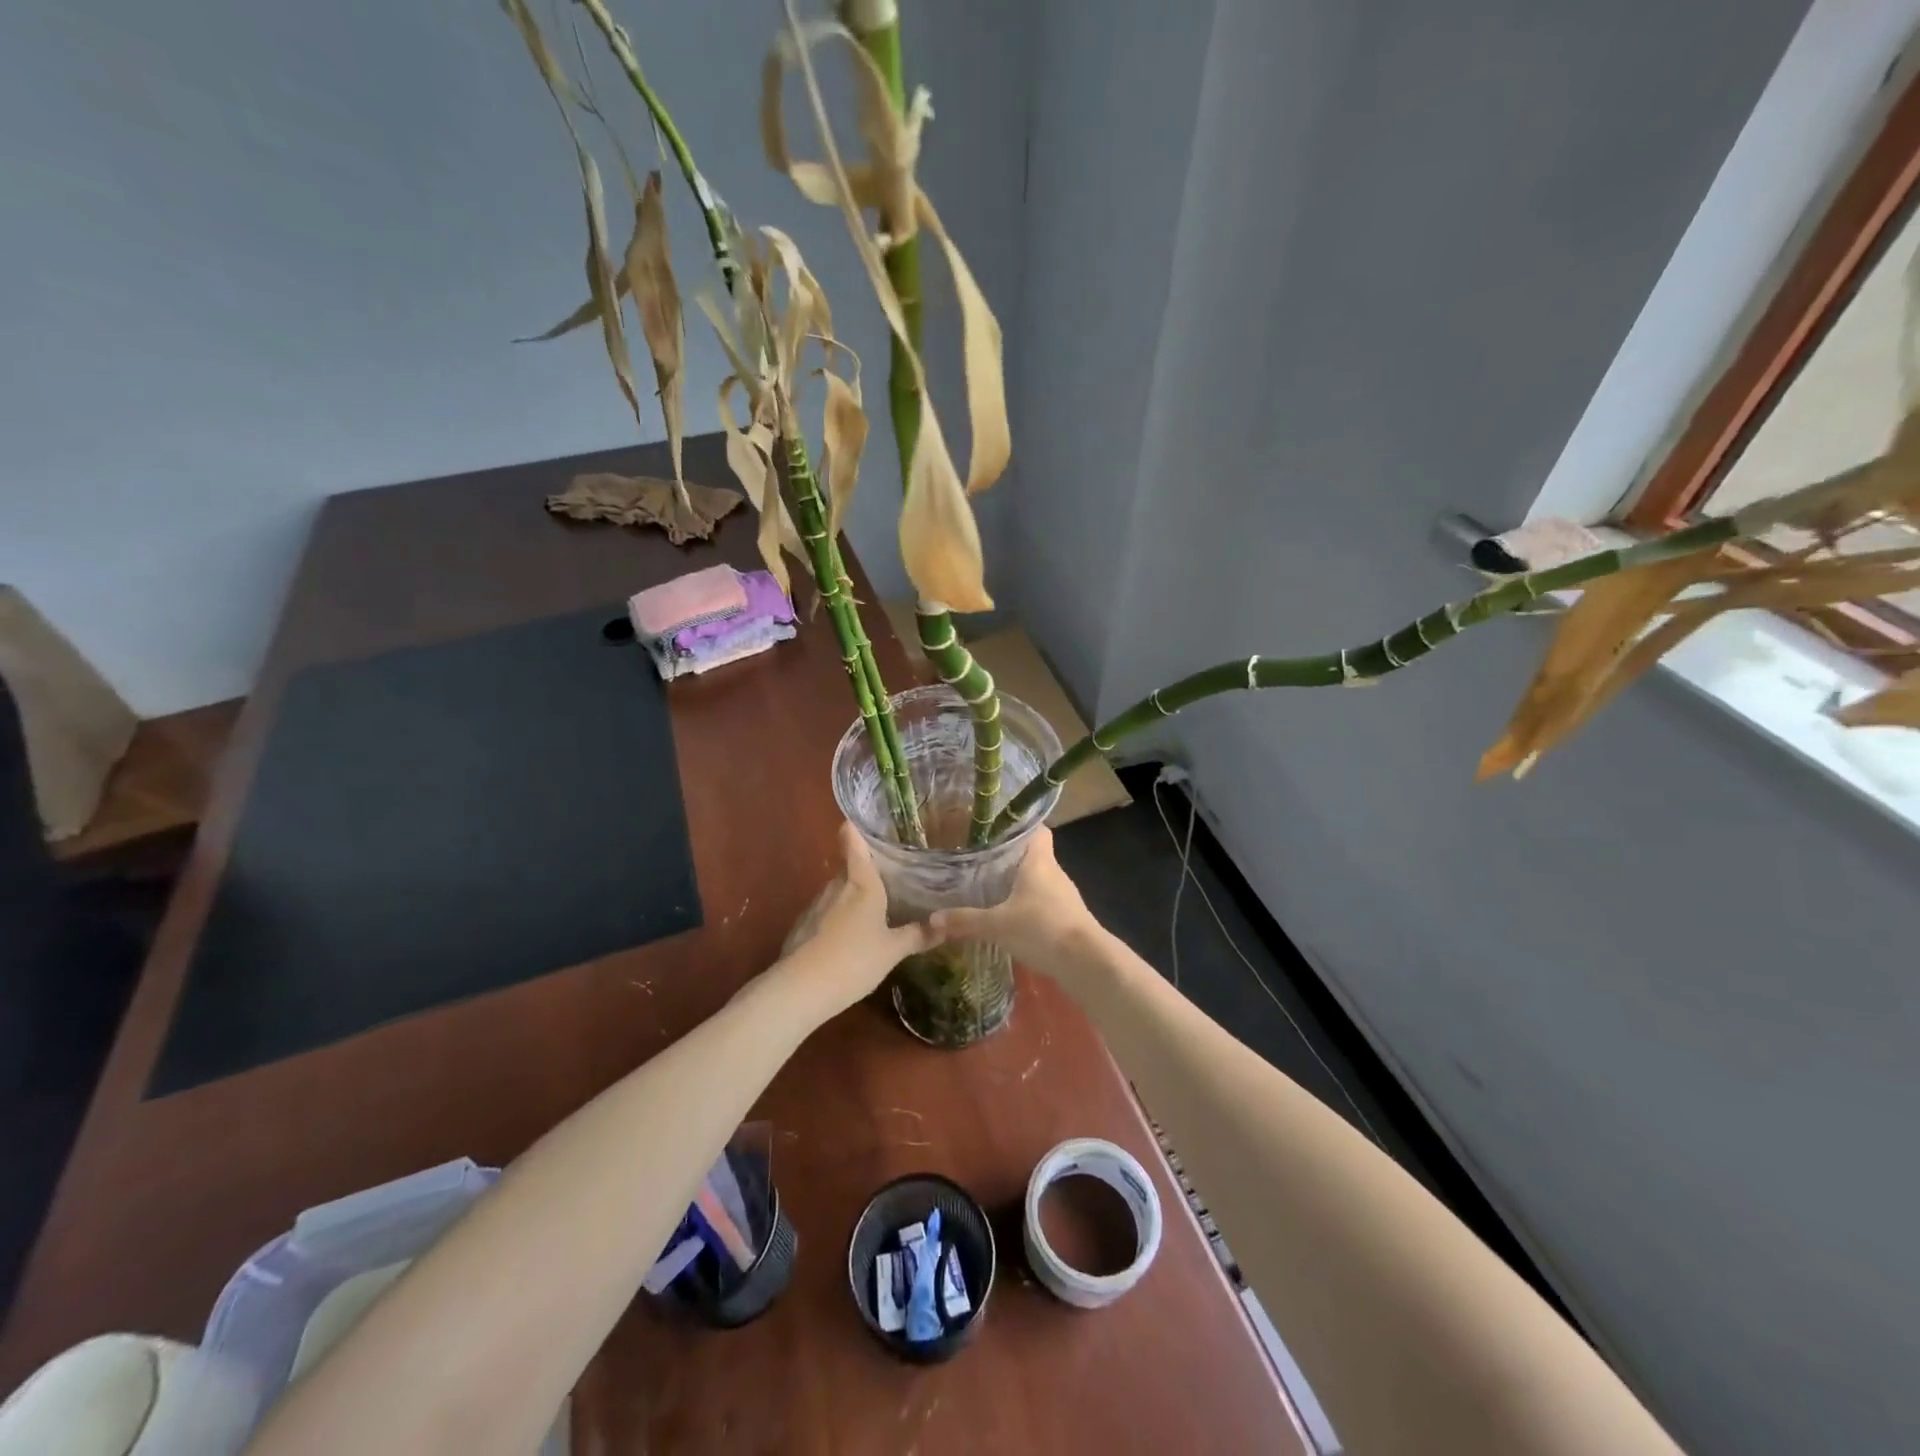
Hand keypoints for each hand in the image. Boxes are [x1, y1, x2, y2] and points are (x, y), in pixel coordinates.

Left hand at [774, 823, 938, 1018]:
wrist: (800, 990)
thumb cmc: (854, 960)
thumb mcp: (893, 950)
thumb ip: (919, 935)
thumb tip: (947, 924)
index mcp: (861, 883)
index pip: (853, 841)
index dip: (856, 828)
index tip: (867, 823)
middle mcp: (836, 886)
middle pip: (850, 868)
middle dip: (867, 872)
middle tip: (891, 879)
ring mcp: (815, 906)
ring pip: (838, 892)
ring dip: (852, 898)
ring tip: (874, 911)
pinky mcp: (802, 927)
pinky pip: (825, 914)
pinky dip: (837, 919)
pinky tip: (848, 940)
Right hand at [930, 828, 1102, 990]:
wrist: (1085, 962)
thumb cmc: (1041, 928)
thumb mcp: (997, 925)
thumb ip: (965, 920)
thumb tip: (932, 919)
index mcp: (1039, 861)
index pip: (1037, 829)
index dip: (1020, 825)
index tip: (996, 828)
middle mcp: (1054, 872)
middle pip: (1033, 855)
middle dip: (1010, 856)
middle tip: (980, 859)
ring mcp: (1063, 895)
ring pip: (1038, 879)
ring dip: (1018, 882)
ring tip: (989, 886)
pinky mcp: (1067, 916)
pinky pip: (1043, 902)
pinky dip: (1028, 904)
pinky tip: (1009, 916)